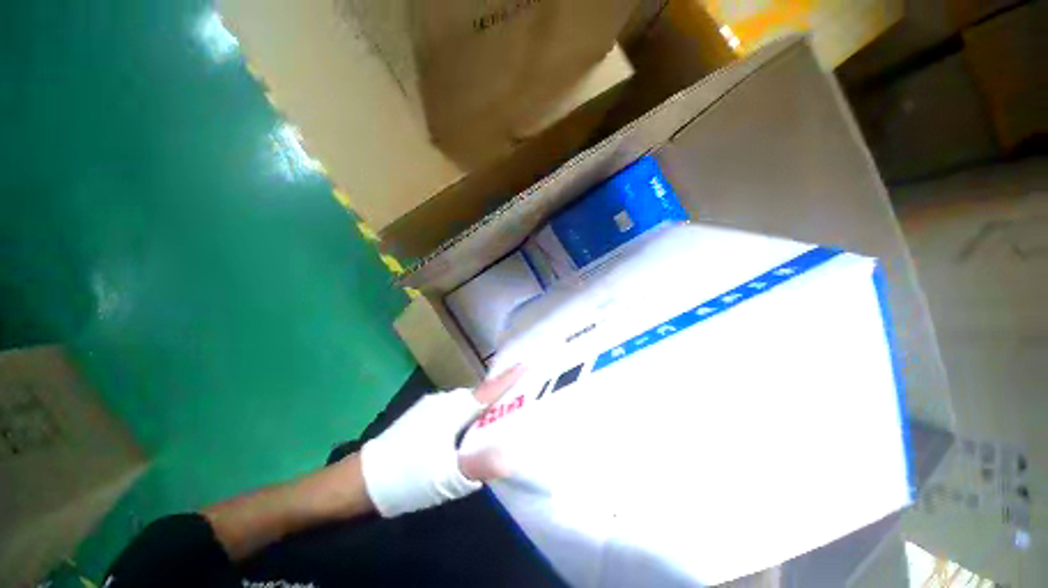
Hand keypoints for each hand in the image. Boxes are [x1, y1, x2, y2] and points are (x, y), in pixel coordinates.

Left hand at [361, 366, 525, 516]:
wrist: (360, 481)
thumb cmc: (407, 475)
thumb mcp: (446, 476)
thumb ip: (479, 465)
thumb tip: (512, 456)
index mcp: (454, 410)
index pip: (489, 390)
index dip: (509, 378)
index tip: (527, 363)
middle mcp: (445, 401)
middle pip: (480, 395)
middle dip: (500, 394)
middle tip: (521, 401)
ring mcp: (431, 406)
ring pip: (466, 403)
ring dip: (483, 407)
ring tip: (499, 418)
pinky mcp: (423, 416)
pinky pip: (455, 410)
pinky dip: (467, 416)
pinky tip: (468, 432)